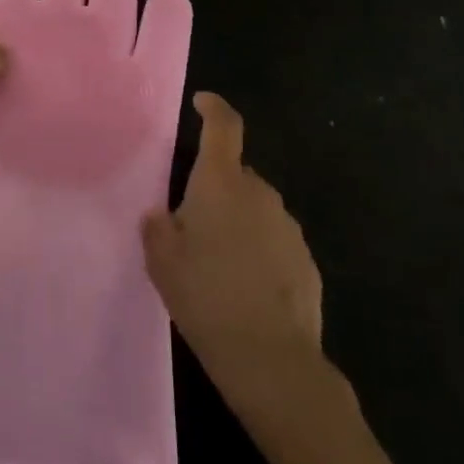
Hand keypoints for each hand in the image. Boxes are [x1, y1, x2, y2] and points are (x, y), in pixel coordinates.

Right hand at [142, 94, 323, 381]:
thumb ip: (157, 228)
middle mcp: (259, 193)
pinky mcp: (306, 260)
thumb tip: (162, 215)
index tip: (202, 103)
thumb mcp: (162, 262)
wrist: (271, 360)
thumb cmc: (207, 297)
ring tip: (220, 266)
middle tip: (194, 228)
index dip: (214, 107)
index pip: (224, 126)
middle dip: (217, 191)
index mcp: (222, 182)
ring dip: (239, 224)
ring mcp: (287, 226)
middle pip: (236, 175)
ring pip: (256, 210)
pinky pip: (274, 242)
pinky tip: (246, 290)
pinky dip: (260, 253)